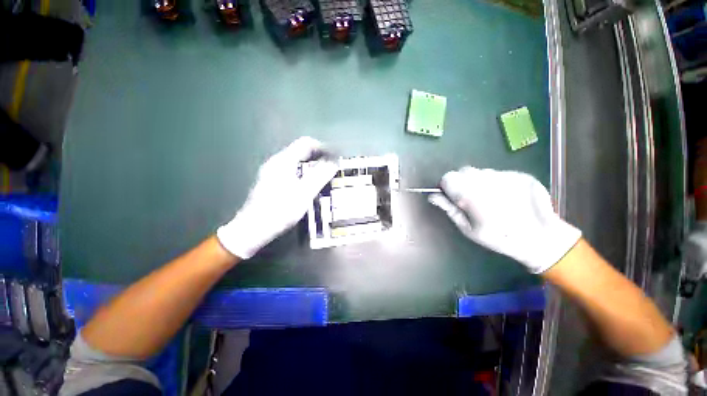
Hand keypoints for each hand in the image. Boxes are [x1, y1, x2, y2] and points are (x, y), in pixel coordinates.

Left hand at [217, 137, 336, 258]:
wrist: (254, 228)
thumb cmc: (281, 209)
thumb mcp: (305, 192)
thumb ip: (320, 175)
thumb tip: (334, 161)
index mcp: (284, 161)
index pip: (306, 143)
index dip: (322, 147)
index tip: (334, 157)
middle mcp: (276, 162)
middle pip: (300, 151)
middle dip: (318, 157)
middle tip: (331, 168)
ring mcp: (271, 172)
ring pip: (296, 162)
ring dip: (311, 165)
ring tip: (323, 176)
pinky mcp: (270, 182)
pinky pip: (291, 170)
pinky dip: (303, 173)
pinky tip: (307, 185)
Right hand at [429, 166, 580, 272]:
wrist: (540, 237)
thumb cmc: (498, 237)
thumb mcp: (467, 228)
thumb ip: (449, 209)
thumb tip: (432, 196)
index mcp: (468, 194)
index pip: (447, 178)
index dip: (446, 187)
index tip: (451, 197)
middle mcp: (484, 180)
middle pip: (462, 172)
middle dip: (461, 183)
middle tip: (469, 200)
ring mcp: (503, 175)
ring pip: (479, 171)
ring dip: (477, 181)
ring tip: (488, 199)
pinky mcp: (517, 174)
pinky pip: (496, 173)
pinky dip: (493, 182)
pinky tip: (503, 196)